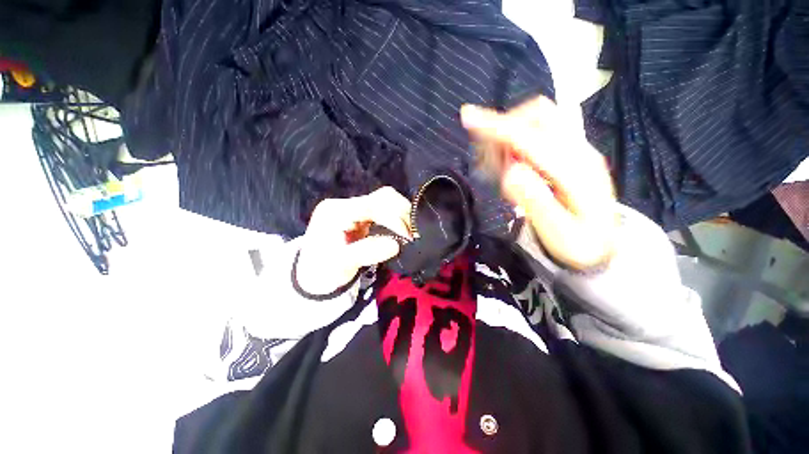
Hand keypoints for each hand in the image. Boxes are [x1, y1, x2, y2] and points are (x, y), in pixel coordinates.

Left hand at [296, 187, 412, 294]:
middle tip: (413, 234)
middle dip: (402, 213)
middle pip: (382, 197)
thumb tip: (396, 245)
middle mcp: (345, 204)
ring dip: (401, 215)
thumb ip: (366, 252)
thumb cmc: (323, 271)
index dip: (394, 219)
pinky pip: (384, 211)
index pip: (372, 206)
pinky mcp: (361, 216)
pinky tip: (402, 230)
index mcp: (336, 211)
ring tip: (410, 233)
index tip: (408, 237)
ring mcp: (354, 209)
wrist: (313, 276)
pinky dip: (397, 219)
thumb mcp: (340, 264)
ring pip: (386, 201)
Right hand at [461, 96, 617, 269]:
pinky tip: (511, 162)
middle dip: (503, 127)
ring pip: (538, 118)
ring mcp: (576, 147)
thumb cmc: (579, 243)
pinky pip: (539, 130)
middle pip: (538, 114)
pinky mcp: (570, 150)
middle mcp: (579, 149)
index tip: (467, 117)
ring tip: (498, 164)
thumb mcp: (557, 232)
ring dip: (509, 133)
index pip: (531, 137)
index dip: (497, 127)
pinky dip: (517, 139)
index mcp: (577, 170)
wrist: (605, 244)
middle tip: (487, 160)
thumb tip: (510, 171)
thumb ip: (535, 201)